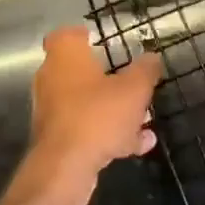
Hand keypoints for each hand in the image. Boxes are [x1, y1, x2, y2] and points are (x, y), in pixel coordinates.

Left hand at [11, 27, 160, 204]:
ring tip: (144, 119)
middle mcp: (52, 78)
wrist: (65, 168)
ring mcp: (52, 110)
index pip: (65, 35)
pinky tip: (139, 145)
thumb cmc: (98, 115)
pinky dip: (109, 133)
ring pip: (87, 103)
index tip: (101, 41)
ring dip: (113, 109)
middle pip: (81, 71)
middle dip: (109, 78)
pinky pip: (87, 128)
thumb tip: (152, 57)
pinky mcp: (57, 139)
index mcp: (65, 56)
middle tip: (134, 84)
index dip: (82, 36)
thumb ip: (145, 71)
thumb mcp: (134, 89)